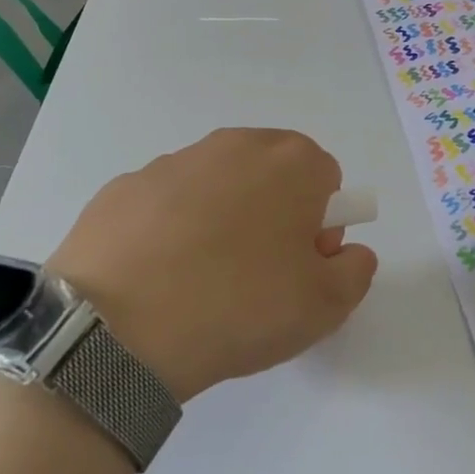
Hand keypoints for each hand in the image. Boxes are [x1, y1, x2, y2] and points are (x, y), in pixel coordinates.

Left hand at [48, 128, 377, 401]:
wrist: (119, 327)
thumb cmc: (240, 307)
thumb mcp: (325, 306)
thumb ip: (356, 271)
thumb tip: (345, 251)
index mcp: (289, 162)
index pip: (325, 179)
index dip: (321, 225)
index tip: (300, 266)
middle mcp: (231, 146)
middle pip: (269, 174)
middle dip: (273, 214)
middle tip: (256, 275)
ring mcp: (170, 162)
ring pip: (214, 186)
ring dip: (220, 220)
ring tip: (199, 283)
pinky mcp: (121, 187)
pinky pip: (163, 205)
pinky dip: (168, 230)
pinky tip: (155, 278)